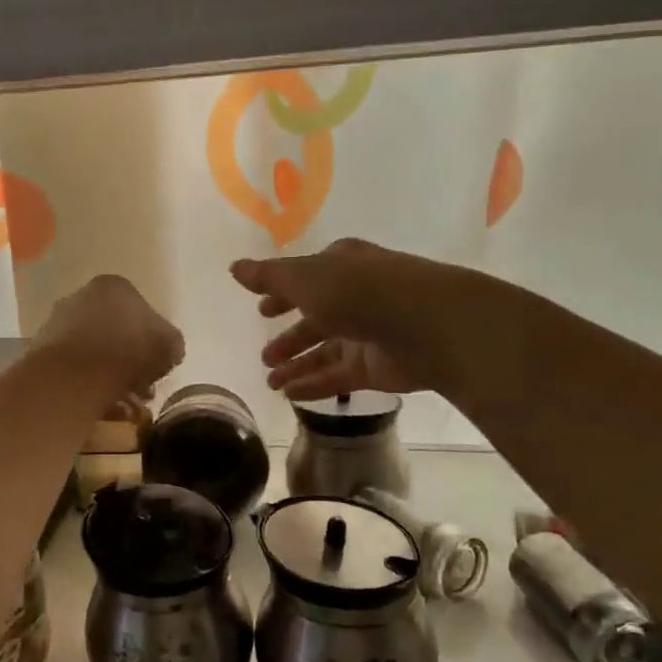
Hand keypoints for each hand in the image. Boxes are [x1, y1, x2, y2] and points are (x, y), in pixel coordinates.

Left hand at [36, 275, 184, 399]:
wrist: (75, 376)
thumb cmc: (128, 351)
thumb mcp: (169, 345)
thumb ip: (171, 343)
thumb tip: (167, 351)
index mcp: (113, 286)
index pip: (139, 309)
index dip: (151, 340)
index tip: (157, 365)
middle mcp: (81, 296)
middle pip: (113, 330)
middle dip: (129, 360)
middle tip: (142, 388)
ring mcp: (56, 322)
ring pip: (92, 351)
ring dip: (109, 375)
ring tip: (124, 404)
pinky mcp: (41, 350)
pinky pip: (73, 368)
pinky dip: (87, 384)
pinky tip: (101, 405)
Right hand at [232, 239, 447, 400]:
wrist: (426, 325)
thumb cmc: (359, 291)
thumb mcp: (305, 278)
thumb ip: (269, 277)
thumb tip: (235, 267)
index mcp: (340, 266)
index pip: (305, 279)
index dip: (282, 294)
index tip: (261, 311)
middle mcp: (354, 297)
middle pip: (315, 319)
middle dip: (290, 338)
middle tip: (264, 357)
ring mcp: (367, 333)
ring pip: (325, 352)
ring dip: (298, 366)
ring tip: (271, 381)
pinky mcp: (377, 368)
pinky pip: (338, 377)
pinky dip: (315, 385)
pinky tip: (290, 395)